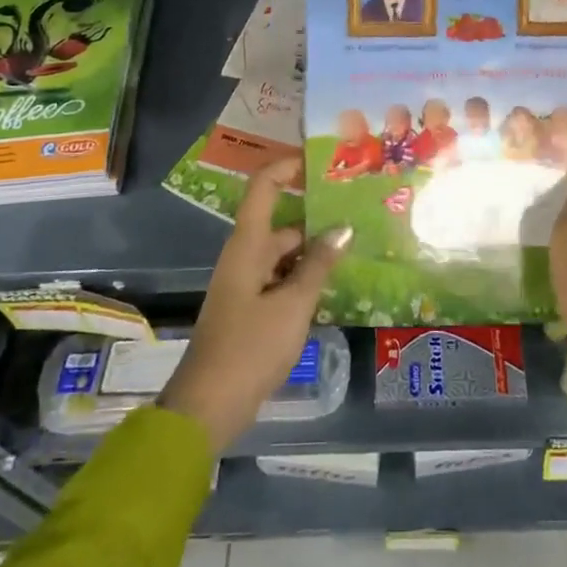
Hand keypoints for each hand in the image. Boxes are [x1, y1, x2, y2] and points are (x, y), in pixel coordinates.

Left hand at [159, 157, 350, 453]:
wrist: (209, 406)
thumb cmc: (250, 347)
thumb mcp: (293, 305)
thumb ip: (319, 265)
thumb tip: (343, 228)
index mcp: (248, 245)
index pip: (264, 186)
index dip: (288, 166)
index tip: (323, 160)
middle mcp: (245, 255)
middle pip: (281, 222)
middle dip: (316, 216)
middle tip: (357, 212)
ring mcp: (247, 283)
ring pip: (284, 253)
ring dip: (314, 250)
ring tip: (356, 247)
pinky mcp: (251, 307)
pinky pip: (282, 278)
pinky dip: (305, 276)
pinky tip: (334, 284)